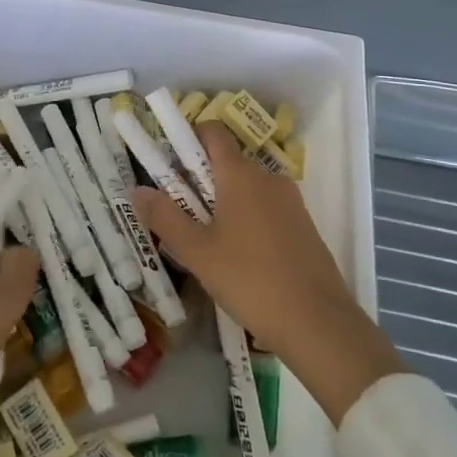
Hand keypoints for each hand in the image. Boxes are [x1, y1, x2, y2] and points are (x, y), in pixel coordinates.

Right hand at [132, 123, 405, 423]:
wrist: (319, 324)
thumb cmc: (250, 280)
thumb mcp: (197, 252)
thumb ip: (164, 217)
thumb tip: (136, 189)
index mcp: (240, 174)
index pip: (213, 132)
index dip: (188, 137)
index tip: (166, 162)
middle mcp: (268, 178)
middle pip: (227, 162)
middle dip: (199, 179)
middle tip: (176, 211)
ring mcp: (291, 202)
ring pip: (247, 188)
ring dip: (222, 202)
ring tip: (203, 239)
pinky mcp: (304, 227)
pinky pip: (266, 209)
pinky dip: (246, 219)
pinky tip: (237, 256)